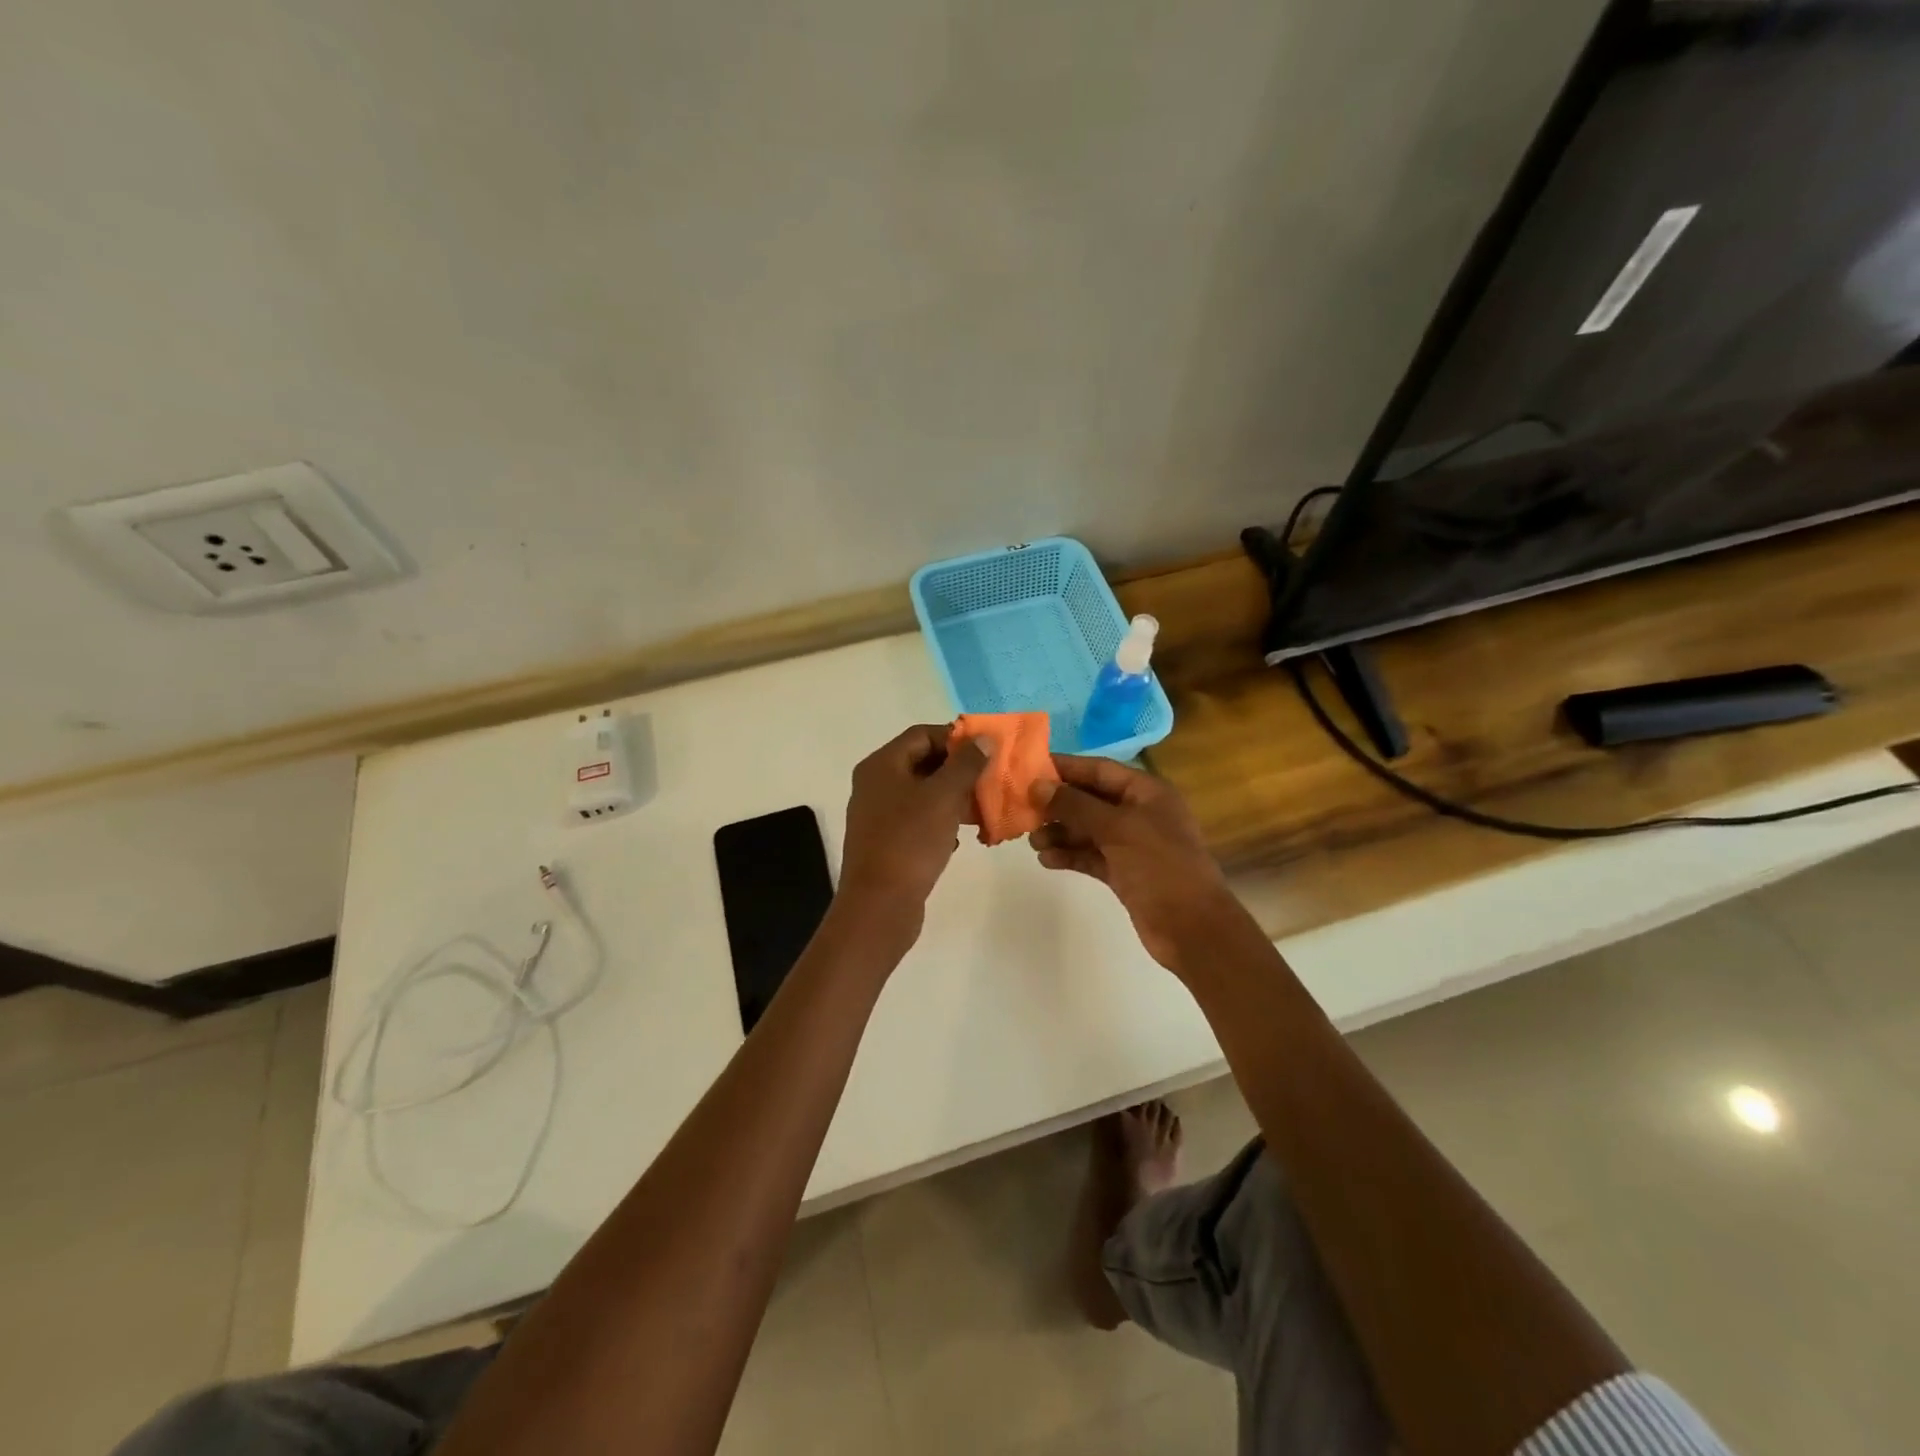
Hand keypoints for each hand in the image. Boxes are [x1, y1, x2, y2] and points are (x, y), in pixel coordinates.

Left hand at [838, 724, 988, 931]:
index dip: (956, 738)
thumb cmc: (910, 842)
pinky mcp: (887, 842)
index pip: (922, 735)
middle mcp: (875, 785)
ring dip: (954, 798)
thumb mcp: (943, 797)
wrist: (879, 905)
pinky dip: (942, 823)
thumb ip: (965, 764)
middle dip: (959, 770)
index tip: (988, 751)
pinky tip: (961, 839)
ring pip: (924, 794)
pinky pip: (919, 821)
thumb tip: (983, 739)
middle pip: (923, 763)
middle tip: (991, 780)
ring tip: (984, 809)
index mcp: (881, 765)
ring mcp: (879, 815)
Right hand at [1028, 756, 1243, 973]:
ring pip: (1087, 830)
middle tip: (1022, 810)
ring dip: (1060, 832)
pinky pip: (1090, 855)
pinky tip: (1047, 860)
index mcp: (1146, 792)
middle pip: (1090, 799)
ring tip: (1033, 842)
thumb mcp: (1117, 828)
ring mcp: (1132, 844)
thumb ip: (1076, 805)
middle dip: (1057, 804)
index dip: (1064, 768)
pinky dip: (1070, 855)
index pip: (1098, 769)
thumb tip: (1038, 786)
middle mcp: (1139, 812)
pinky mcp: (1124, 872)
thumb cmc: (1160, 866)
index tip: (1028, 769)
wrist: (1192, 928)